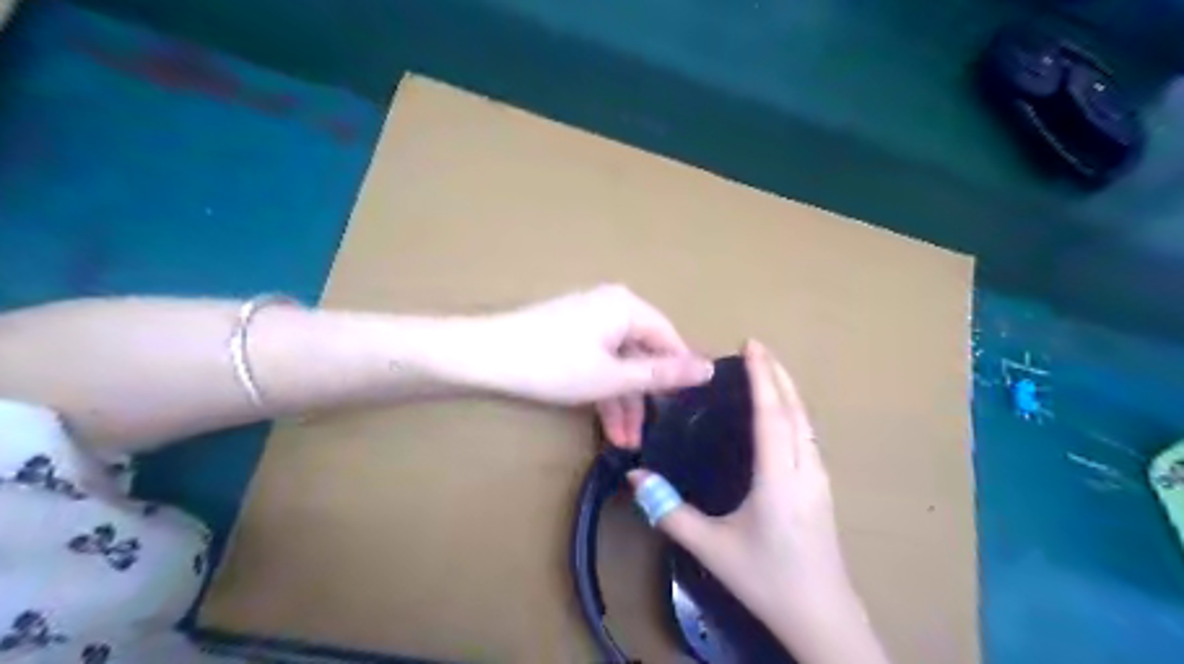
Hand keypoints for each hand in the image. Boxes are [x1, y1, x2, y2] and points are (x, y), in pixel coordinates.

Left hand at [469, 285, 711, 446]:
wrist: (484, 356)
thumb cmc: (554, 365)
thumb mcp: (613, 376)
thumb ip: (661, 374)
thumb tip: (709, 369)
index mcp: (628, 307)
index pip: (669, 340)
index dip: (679, 375)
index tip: (688, 410)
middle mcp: (613, 307)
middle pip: (642, 355)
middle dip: (644, 399)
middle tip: (648, 435)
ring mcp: (590, 321)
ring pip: (619, 364)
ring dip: (623, 403)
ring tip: (625, 443)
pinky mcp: (571, 336)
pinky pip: (599, 362)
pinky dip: (603, 391)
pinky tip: (608, 426)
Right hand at [628, 341, 888, 662]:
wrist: (822, 617)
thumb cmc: (767, 579)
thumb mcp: (712, 548)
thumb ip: (671, 512)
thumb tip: (635, 478)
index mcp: (779, 477)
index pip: (772, 414)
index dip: (762, 376)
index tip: (751, 346)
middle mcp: (805, 468)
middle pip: (795, 409)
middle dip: (777, 374)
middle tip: (757, 348)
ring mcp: (819, 478)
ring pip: (807, 422)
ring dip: (788, 391)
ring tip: (768, 372)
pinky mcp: (823, 488)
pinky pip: (809, 435)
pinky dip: (794, 411)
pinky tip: (783, 415)